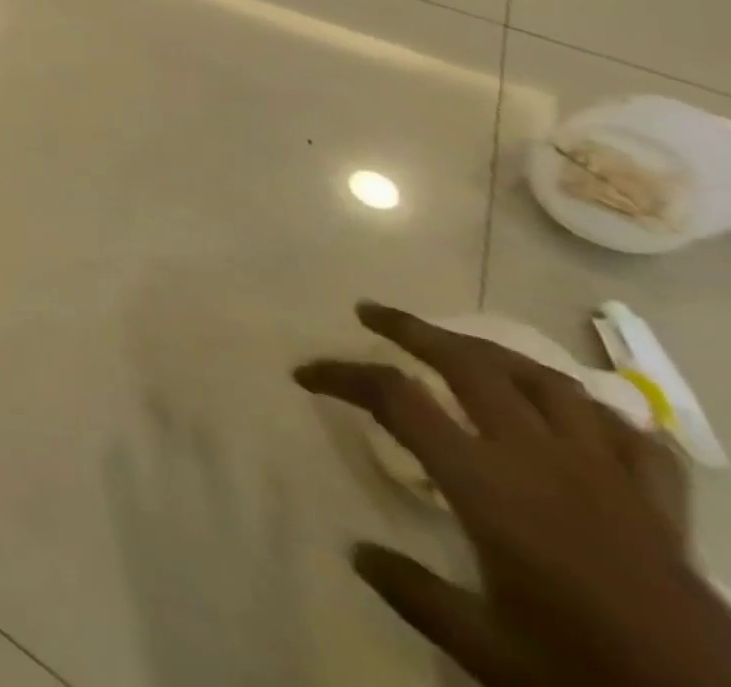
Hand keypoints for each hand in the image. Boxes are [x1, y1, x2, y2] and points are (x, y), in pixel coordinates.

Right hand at [296, 302, 727, 686]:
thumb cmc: (587, 678)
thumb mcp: (488, 654)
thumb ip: (415, 594)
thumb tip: (358, 552)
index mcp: (488, 485)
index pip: (396, 398)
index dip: (342, 375)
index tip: (306, 374)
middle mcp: (541, 460)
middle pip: (468, 364)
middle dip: (410, 329)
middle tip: (370, 314)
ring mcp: (607, 477)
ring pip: (544, 381)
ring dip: (491, 352)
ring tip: (460, 346)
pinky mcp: (659, 506)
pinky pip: (626, 433)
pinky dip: (589, 408)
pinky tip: (569, 409)